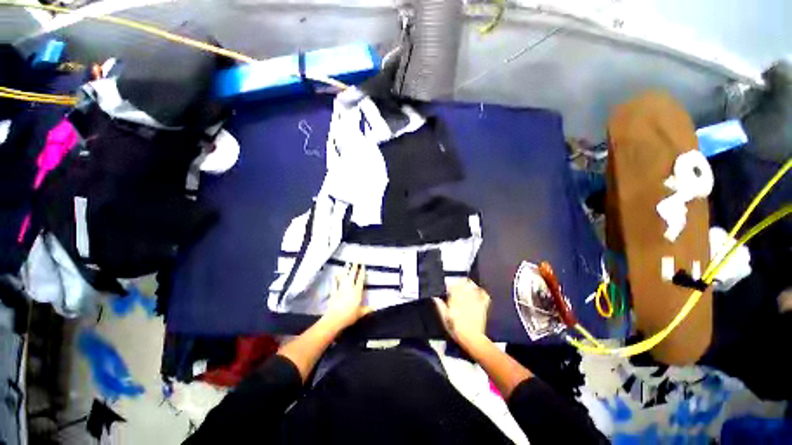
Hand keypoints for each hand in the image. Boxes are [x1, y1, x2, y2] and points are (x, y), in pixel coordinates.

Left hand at [324, 263, 370, 328]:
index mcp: (357, 292)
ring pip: (344, 277)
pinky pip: (334, 284)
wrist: (335, 319)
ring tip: (347, 263)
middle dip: (355, 267)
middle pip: (353, 275)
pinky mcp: (334, 292)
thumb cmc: (349, 316)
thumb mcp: (360, 313)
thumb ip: (367, 309)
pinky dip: (335, 279)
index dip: (362, 272)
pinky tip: (335, 275)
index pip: (361, 279)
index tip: (363, 265)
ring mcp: (341, 289)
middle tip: (356, 259)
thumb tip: (375, 308)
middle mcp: (350, 288)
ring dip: (345, 270)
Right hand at [433, 279, 490, 343]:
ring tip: (465, 285)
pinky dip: (481, 291)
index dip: (449, 285)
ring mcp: (475, 300)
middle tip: (456, 286)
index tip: (447, 287)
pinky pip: (484, 294)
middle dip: (459, 282)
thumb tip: (434, 297)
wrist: (472, 339)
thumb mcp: (444, 318)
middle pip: (463, 283)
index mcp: (455, 299)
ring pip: (473, 286)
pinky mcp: (483, 305)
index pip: (452, 286)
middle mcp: (466, 297)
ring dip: (469, 284)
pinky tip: (478, 291)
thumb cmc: (456, 329)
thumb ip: (440, 306)